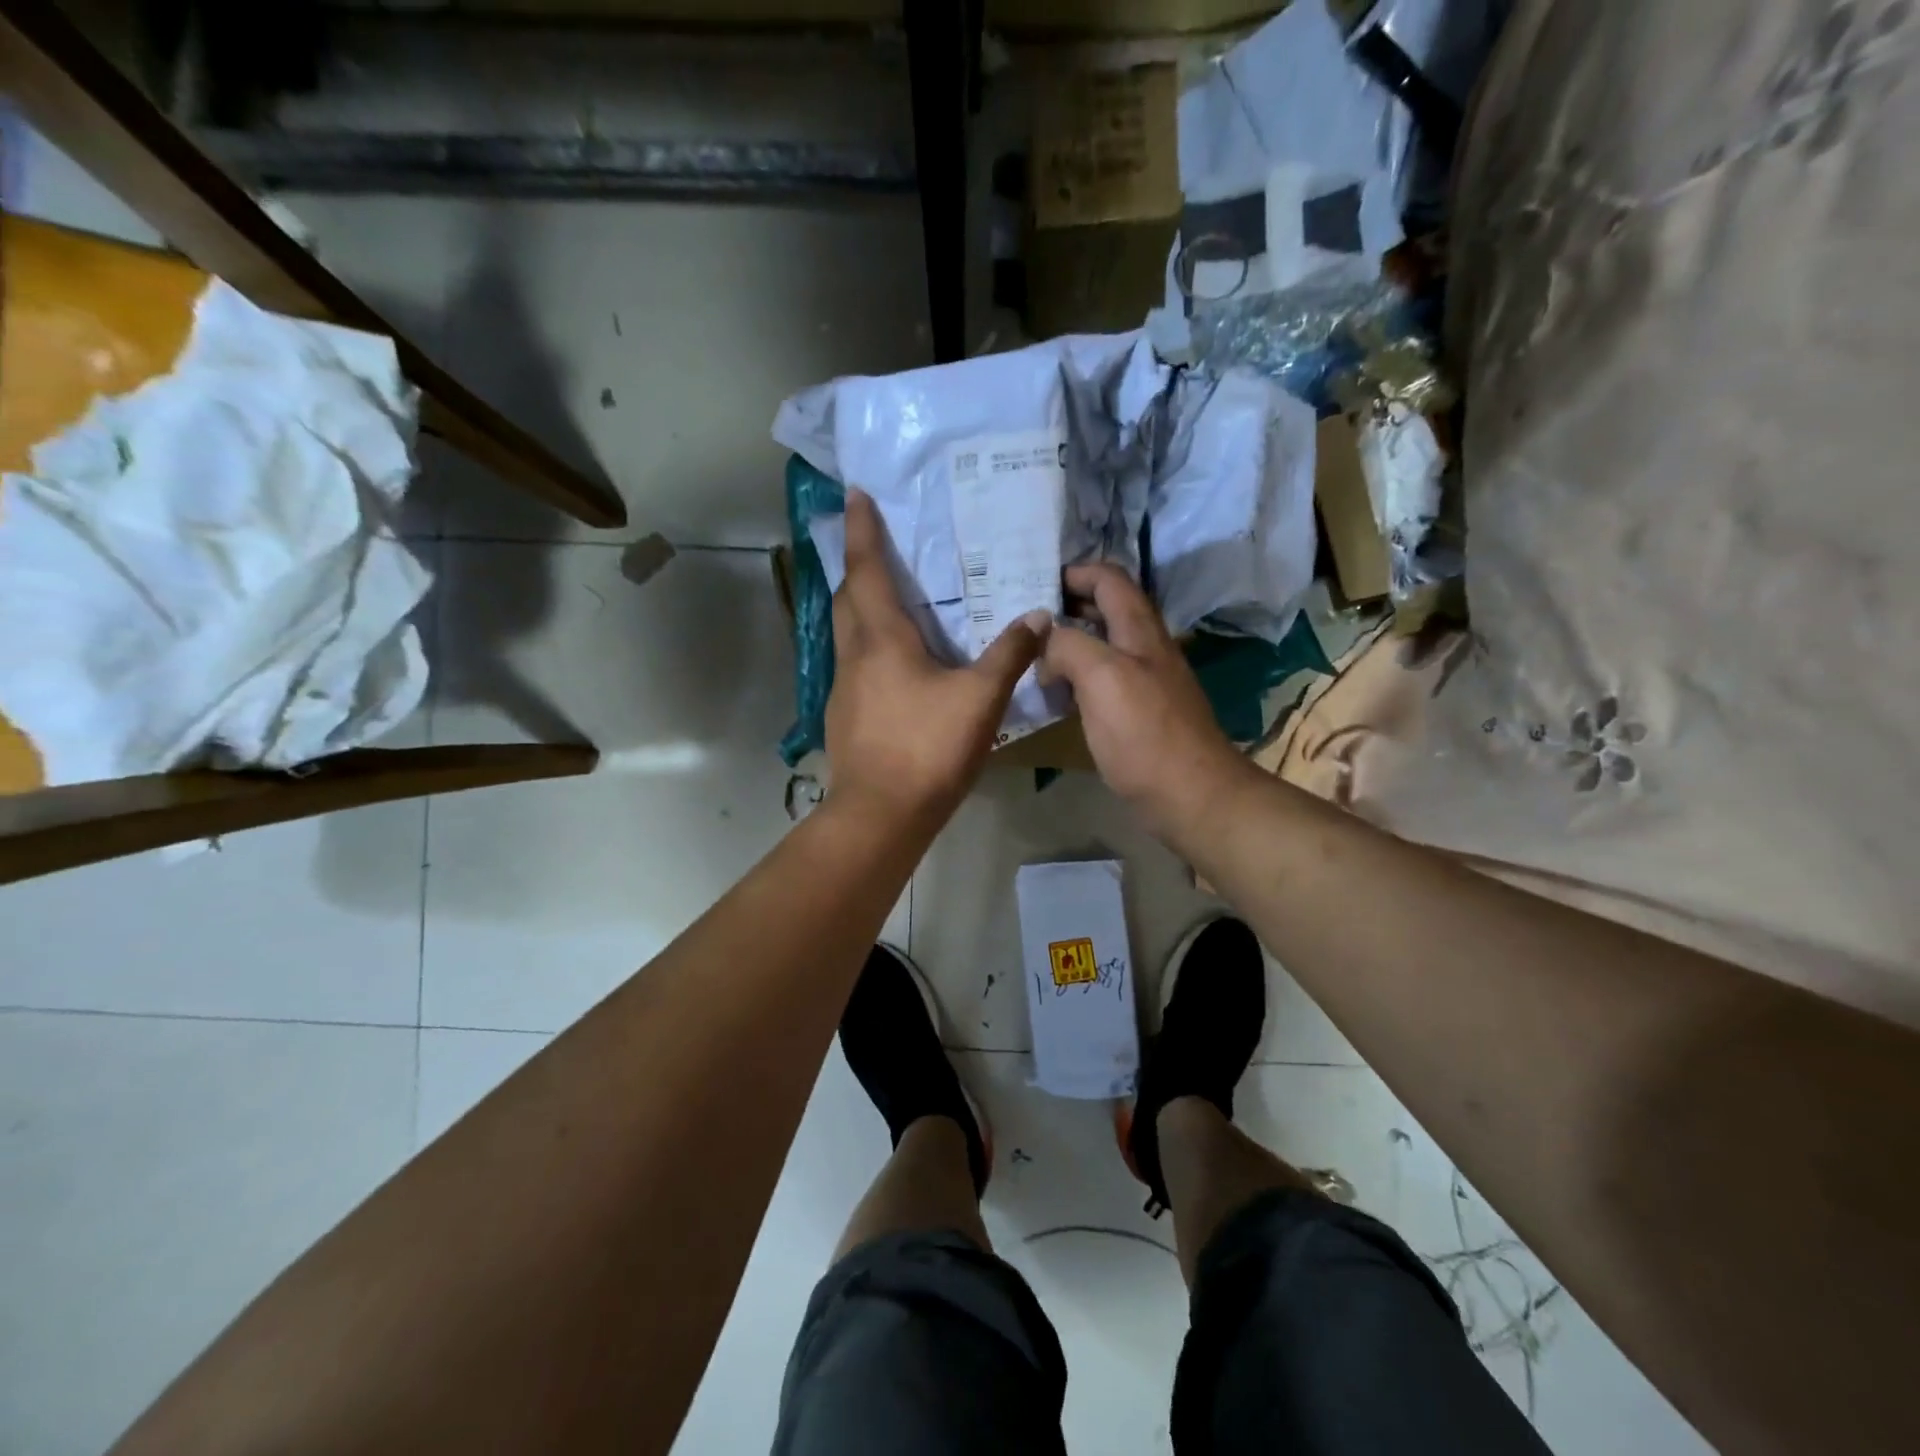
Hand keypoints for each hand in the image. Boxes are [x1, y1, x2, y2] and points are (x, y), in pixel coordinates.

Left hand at [824, 489, 1048, 831]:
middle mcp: (854, 655)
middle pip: (848, 598)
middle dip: (859, 567)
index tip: (856, 494)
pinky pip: (855, 666)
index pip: (867, 570)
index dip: (863, 530)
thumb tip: (1038, 616)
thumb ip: (1010, 654)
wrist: (880, 815)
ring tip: (892, 603)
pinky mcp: (845, 716)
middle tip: (879, 548)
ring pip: (848, 633)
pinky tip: (897, 667)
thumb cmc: (928, 748)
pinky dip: (871, 649)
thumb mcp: (980, 699)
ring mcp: (843, 688)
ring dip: (862, 609)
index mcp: (882, 639)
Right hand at [1040, 564, 1248, 837]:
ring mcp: (1144, 681)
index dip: (1073, 572)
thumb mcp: (1102, 677)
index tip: (1032, 583)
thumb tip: (1044, 639)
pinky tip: (1055, 692)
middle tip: (1022, 619)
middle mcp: (1145, 647)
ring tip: (1030, 653)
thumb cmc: (1144, 733)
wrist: (1190, 794)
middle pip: (1105, 609)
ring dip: (1068, 642)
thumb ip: (1068, 645)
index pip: (1108, 578)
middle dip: (1066, 605)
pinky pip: (1102, 680)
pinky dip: (1075, 676)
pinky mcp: (1138, 713)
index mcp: (1139, 630)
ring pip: (1102, 645)